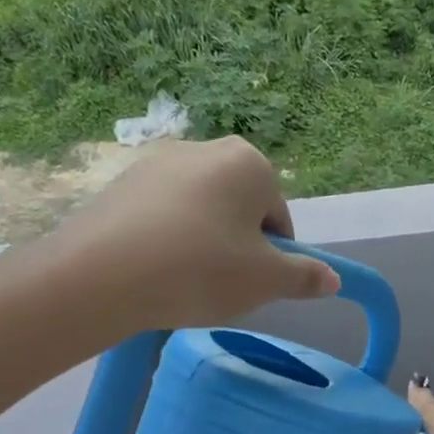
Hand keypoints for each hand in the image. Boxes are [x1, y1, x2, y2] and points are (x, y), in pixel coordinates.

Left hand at [35, 137, 339, 344]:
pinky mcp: (119, 183)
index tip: (253, 284)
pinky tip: (154, 271)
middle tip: (221, 284)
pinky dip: (167, 240)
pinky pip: (162, 215)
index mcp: (249, 163)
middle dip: (238, 246)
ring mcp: (156, 162)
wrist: (99, 276)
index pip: (279, 218)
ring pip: (200, 212)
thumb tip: (333, 280)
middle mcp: (205, 149)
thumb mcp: (266, 281)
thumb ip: (305, 277)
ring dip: (203, 244)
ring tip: (184, 281)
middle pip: (240, 210)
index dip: (273, 257)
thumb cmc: (201, 270)